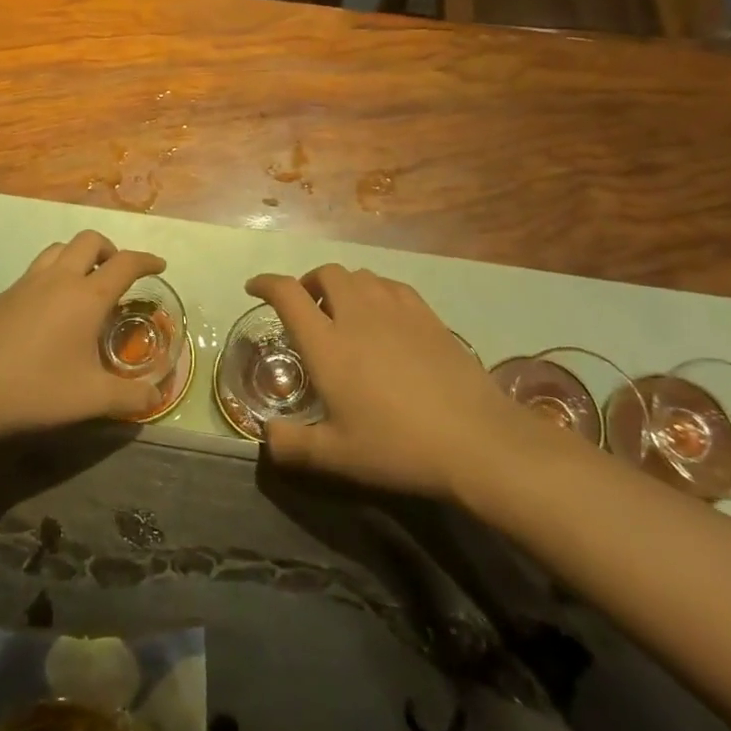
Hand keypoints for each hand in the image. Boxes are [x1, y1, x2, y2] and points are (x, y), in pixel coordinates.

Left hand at [0, 231, 168, 439]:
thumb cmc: (35, 388)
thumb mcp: (91, 399)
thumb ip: (129, 398)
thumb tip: (155, 398)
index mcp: (86, 297)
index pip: (125, 264)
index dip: (146, 261)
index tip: (159, 266)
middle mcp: (58, 279)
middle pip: (89, 241)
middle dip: (110, 249)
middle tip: (118, 273)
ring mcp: (25, 284)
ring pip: (58, 248)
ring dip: (78, 255)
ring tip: (85, 283)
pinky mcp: (1, 296)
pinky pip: (35, 269)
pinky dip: (53, 274)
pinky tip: (49, 309)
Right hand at [248, 265, 514, 498]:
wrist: (475, 439)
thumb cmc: (397, 447)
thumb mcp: (336, 456)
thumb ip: (291, 445)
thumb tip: (267, 436)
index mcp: (327, 344)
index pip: (288, 295)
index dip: (266, 283)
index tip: (254, 287)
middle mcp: (358, 315)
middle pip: (326, 274)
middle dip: (308, 282)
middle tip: (306, 306)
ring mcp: (397, 311)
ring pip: (361, 275)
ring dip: (342, 285)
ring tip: (343, 310)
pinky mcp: (428, 316)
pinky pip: (392, 286)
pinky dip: (375, 290)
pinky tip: (382, 315)